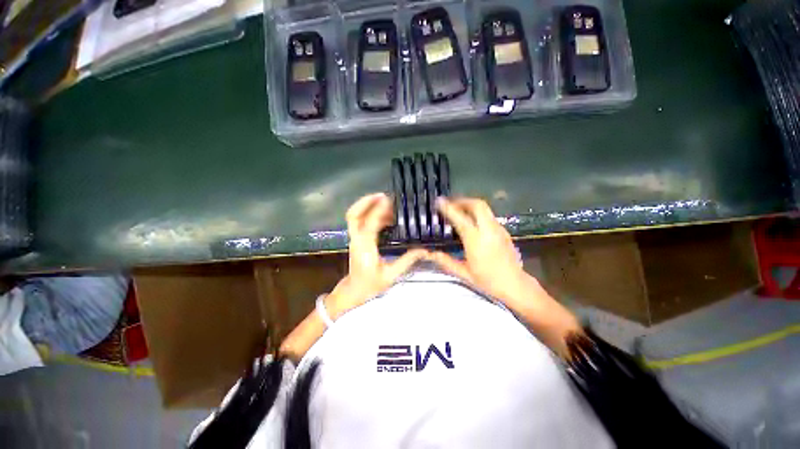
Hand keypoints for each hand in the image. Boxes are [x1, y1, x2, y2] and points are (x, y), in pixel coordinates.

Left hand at [326, 193, 427, 319]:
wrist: (353, 291)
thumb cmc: (371, 285)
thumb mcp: (391, 275)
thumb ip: (407, 261)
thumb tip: (424, 250)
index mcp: (365, 248)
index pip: (369, 224)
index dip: (378, 210)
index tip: (388, 200)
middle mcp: (357, 239)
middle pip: (353, 215)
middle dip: (365, 202)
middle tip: (383, 195)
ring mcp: (354, 238)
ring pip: (355, 216)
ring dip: (368, 206)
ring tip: (387, 204)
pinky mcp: (356, 239)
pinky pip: (360, 222)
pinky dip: (370, 214)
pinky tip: (386, 217)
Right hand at [428, 197, 580, 355]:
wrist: (515, 285)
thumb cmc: (488, 281)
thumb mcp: (463, 273)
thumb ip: (445, 261)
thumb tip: (429, 254)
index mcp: (476, 240)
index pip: (460, 218)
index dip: (448, 208)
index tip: (439, 201)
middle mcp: (488, 230)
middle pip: (477, 205)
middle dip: (462, 200)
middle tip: (451, 203)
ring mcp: (498, 229)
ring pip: (484, 208)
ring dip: (470, 205)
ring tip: (459, 210)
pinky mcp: (503, 231)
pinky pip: (488, 215)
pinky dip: (477, 213)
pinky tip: (471, 221)